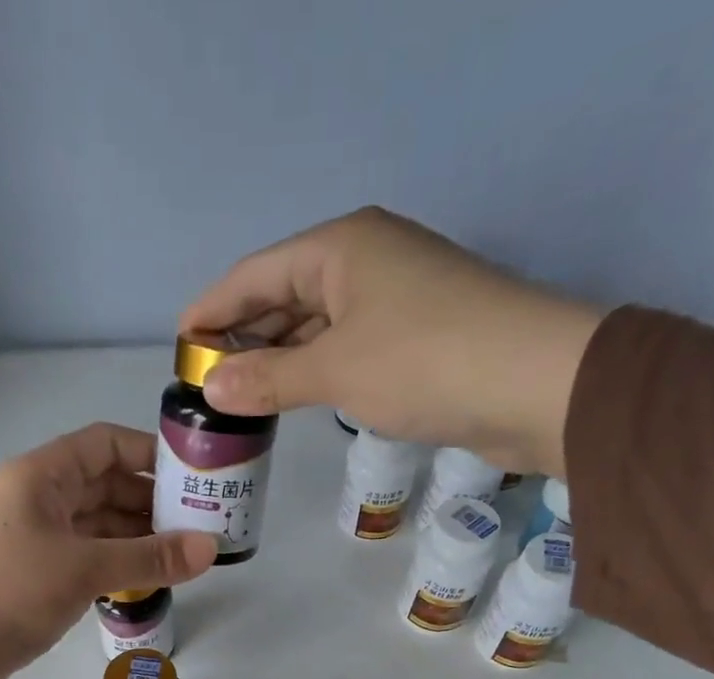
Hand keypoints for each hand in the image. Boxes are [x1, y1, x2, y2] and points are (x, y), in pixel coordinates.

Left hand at [0, 423, 215, 678]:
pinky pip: (86, 559)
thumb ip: (149, 557)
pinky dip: (117, 565)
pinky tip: (150, 581)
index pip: (104, 444)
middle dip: (152, 501)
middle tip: (203, 523)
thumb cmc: (7, 594)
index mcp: (40, 476)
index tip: (195, 476)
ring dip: (138, 537)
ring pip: (97, 526)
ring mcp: (35, 540)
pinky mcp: (34, 578)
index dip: (150, 453)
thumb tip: (210, 548)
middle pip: (104, 485)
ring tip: (186, 555)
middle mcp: (37, 500)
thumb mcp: (83, 569)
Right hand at [180, 207, 602, 477]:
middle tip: (207, 382)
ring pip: (318, 324)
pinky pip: (346, 347)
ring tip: (241, 396)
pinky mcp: (416, 336)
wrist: (533, 383)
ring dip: (281, 358)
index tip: (180, 345)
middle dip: (245, 337)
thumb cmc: (424, 361)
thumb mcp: (336, 369)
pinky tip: (297, 396)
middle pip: (286, 295)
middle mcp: (366, 260)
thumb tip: (212, 389)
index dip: (213, 309)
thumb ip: (269, 379)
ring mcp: (394, 297)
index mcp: (341, 247)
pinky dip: (316, 371)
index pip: (255, 274)